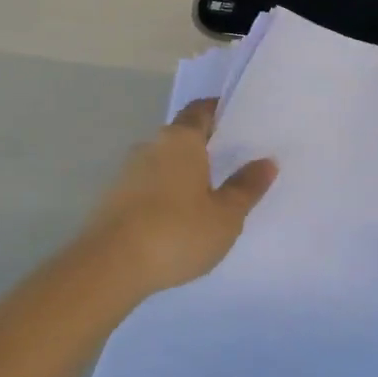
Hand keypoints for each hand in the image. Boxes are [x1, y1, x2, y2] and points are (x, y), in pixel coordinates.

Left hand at [74, 99, 277, 299]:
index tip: (238, 122)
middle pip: (182, 136)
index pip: (201, 111)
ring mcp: (128, 171)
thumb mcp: (225, 216)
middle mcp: (152, 145)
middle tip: (231, 162)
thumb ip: (246, 187)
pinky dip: (165, 193)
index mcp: (181, 140)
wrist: (110, 265)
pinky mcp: (114, 197)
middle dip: (204, 147)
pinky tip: (178, 217)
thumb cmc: (177, 232)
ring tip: (208, 195)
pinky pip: (148, 185)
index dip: (218, 112)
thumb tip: (267, 162)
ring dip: (183, 173)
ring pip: (163, 162)